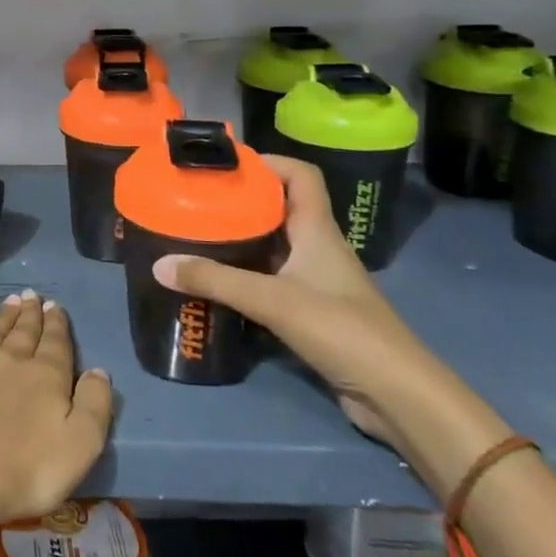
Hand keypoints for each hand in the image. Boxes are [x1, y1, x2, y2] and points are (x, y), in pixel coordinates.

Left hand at [0, 292, 113, 531]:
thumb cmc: (25, 470)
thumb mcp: (80, 446)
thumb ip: (94, 405)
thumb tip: (98, 370)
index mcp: (44, 375)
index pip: (55, 342)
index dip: (57, 323)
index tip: (55, 305)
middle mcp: (8, 359)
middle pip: (22, 331)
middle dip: (30, 313)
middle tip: (31, 295)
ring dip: (3, 315)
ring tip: (10, 300)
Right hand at [152, 155, 505, 492]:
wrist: (396, 395)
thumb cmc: (342, 330)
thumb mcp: (273, 300)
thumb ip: (216, 281)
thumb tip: (159, 264)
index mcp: (318, 230)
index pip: (300, 176)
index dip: (267, 161)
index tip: (225, 163)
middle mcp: (318, 248)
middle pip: (280, 208)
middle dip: (241, 200)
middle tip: (197, 199)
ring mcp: (316, 281)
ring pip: (273, 246)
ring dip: (240, 238)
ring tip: (196, 235)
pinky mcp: (310, 312)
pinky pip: (271, 280)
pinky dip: (244, 275)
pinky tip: (216, 282)